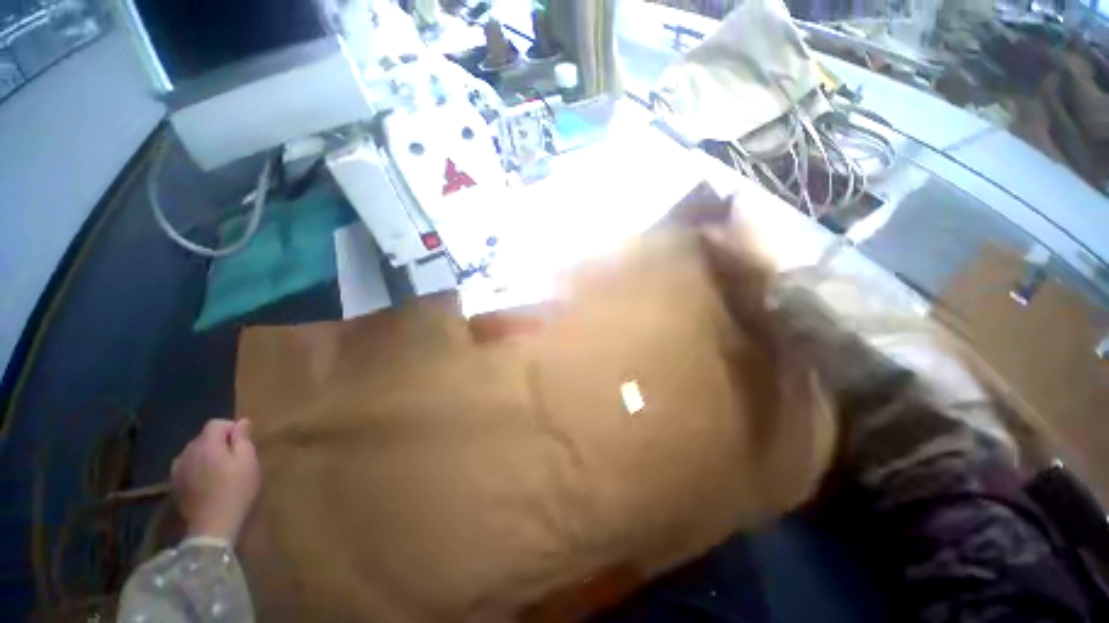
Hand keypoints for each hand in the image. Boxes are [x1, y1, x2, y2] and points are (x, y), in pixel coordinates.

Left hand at [172, 418, 260, 542]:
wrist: (212, 525)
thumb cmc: (236, 489)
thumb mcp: (248, 461)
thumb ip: (242, 439)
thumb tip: (241, 422)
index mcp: (207, 444)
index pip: (216, 423)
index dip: (231, 428)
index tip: (243, 442)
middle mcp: (187, 451)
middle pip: (203, 437)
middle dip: (218, 442)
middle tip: (234, 458)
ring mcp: (178, 469)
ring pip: (194, 452)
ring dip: (206, 455)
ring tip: (219, 471)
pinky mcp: (174, 484)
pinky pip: (187, 466)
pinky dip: (197, 468)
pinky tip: (206, 482)